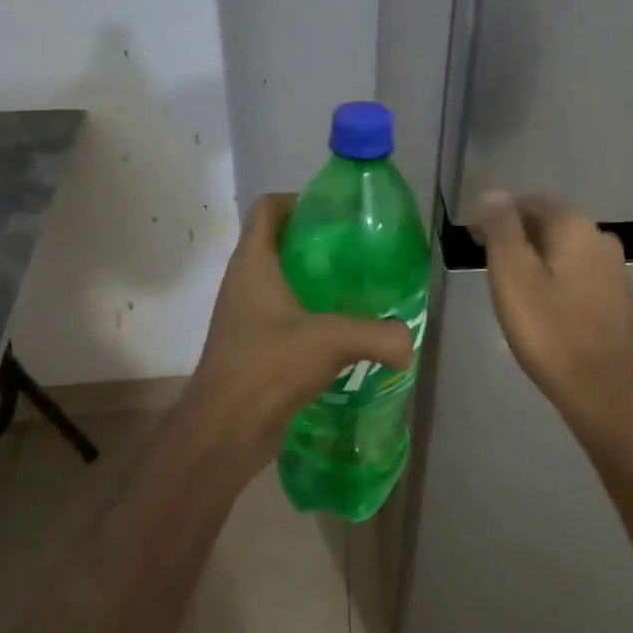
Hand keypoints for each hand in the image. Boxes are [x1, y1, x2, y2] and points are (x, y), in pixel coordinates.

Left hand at [180, 193, 414, 476]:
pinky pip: (282, 313)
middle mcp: (243, 282)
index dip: (298, 200)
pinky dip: (308, 312)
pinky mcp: (251, 345)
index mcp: (253, 263)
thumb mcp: (331, 341)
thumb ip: (379, 335)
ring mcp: (244, 315)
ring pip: (280, 280)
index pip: (268, 208)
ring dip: (313, 279)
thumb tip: (409, 341)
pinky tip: (340, 330)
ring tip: (354, 287)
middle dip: (316, 241)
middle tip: (357, 250)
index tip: (335, 213)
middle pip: (277, 241)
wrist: (223, 432)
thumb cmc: (267, 367)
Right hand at [474, 192, 632, 442]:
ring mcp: (615, 270)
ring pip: (566, 250)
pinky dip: (557, 278)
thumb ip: (502, 228)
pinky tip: (544, 305)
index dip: (499, 215)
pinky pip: (580, 275)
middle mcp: (601, 238)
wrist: (602, 390)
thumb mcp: (512, 274)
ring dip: (538, 257)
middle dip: (518, 236)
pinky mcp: (619, 299)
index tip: (476, 240)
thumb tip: (494, 193)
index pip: (530, 202)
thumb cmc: (549, 329)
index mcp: (575, 226)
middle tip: (489, 263)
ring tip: (512, 286)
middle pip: (550, 223)